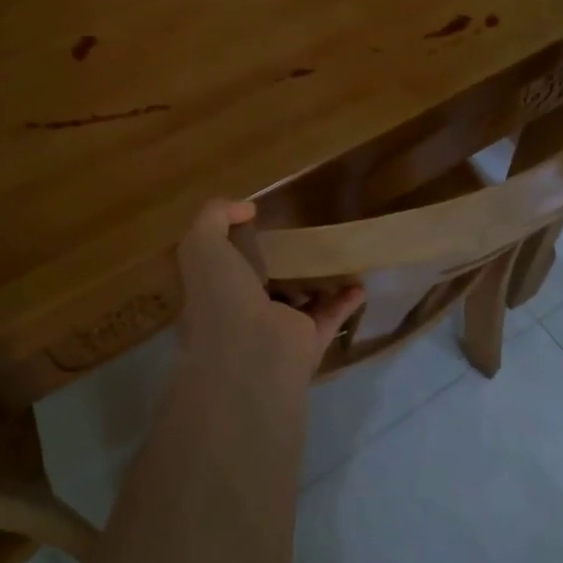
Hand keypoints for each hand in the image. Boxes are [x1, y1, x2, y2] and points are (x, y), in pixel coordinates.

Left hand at [175, 201, 364, 382]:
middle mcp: (242, 311)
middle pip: (262, 282)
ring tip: (334, 257)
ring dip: (315, 282)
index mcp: (213, 290)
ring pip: (297, 300)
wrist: (250, 354)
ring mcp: (276, 329)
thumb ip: (214, 217)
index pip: (222, 265)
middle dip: (277, 262)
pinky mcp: (307, 342)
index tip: (257, 219)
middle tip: (300, 235)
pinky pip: (329, 316)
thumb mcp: (202, 244)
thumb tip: (246, 208)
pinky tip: (359, 283)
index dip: (235, 242)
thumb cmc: (220, 296)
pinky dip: (345, 301)